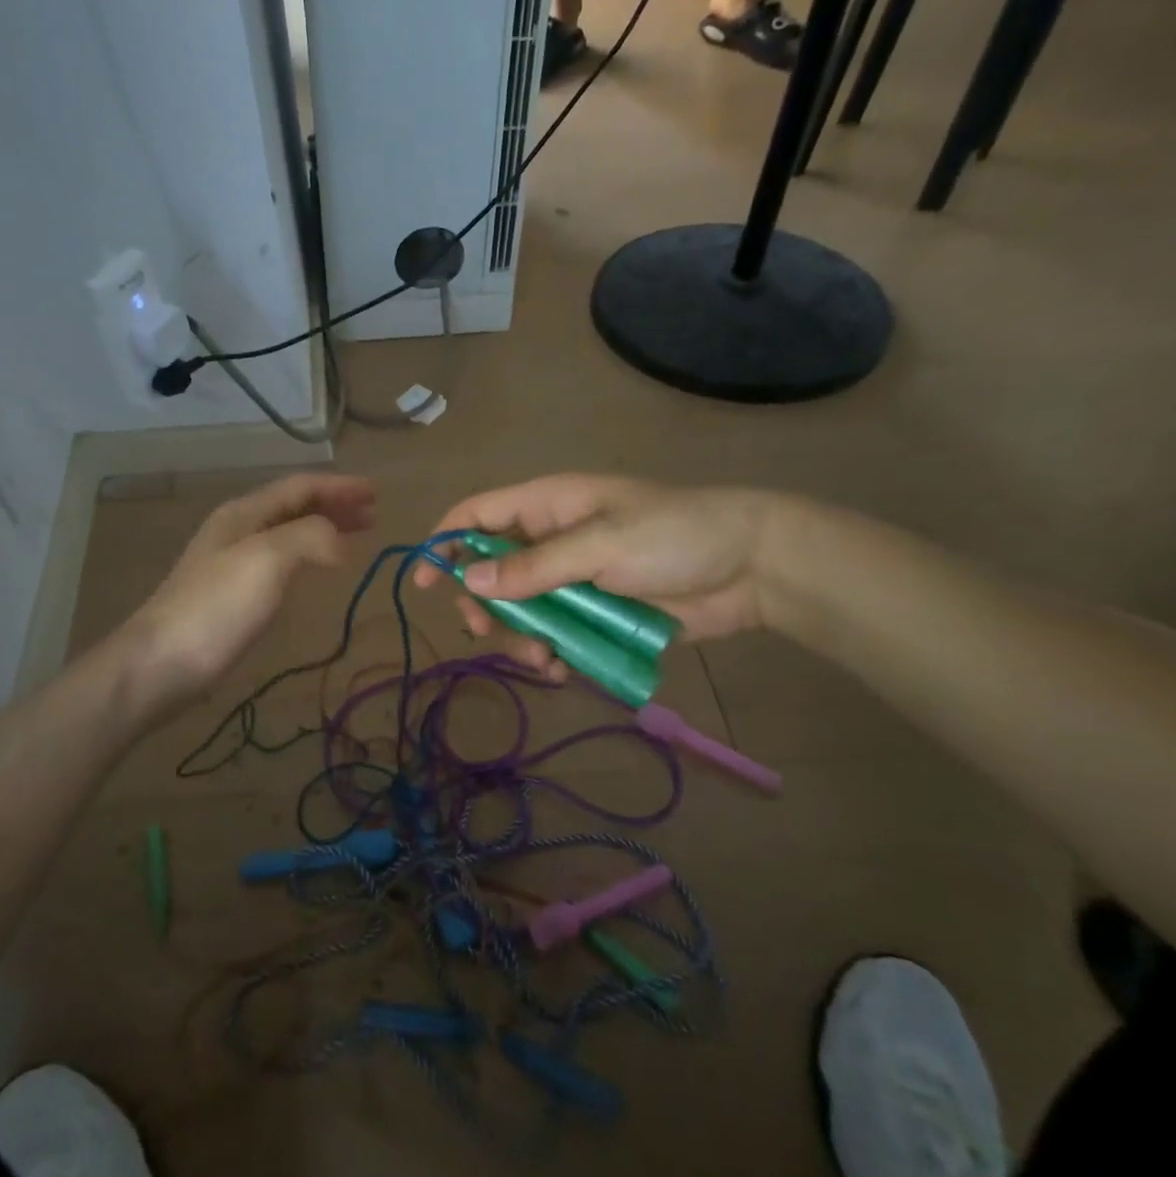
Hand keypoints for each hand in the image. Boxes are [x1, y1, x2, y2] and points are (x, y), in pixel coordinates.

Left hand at [116, 472, 375, 717]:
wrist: (162, 663)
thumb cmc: (217, 606)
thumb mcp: (267, 558)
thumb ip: (309, 537)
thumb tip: (340, 540)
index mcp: (245, 513)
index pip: (300, 487)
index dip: (339, 486)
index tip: (376, 492)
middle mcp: (239, 530)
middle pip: (294, 507)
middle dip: (334, 506)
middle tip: (373, 515)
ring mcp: (233, 563)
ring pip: (289, 534)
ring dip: (324, 530)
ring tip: (356, 538)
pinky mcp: (234, 595)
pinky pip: (282, 562)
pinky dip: (309, 557)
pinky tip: (318, 571)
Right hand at [415, 475, 775, 676]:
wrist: (752, 569)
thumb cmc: (674, 537)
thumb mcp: (601, 545)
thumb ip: (534, 566)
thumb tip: (468, 580)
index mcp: (547, 505)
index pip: (477, 514)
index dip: (444, 543)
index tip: (422, 583)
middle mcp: (551, 540)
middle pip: (490, 571)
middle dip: (483, 604)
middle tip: (486, 632)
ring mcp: (573, 580)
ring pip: (520, 610)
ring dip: (520, 637)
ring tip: (545, 658)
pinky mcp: (595, 614)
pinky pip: (555, 635)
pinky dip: (551, 654)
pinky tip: (562, 671)